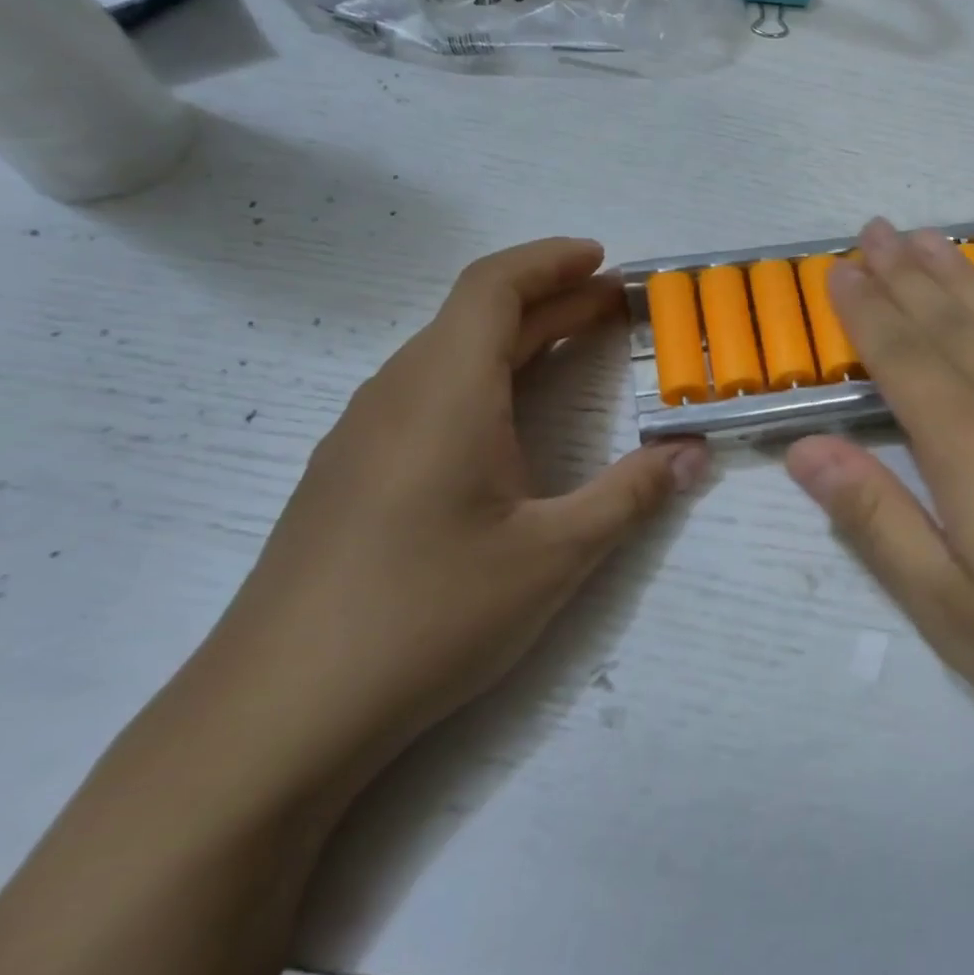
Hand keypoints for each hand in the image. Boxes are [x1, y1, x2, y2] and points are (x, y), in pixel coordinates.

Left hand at [190, 239, 706, 794]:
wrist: (279, 713)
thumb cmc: (428, 615)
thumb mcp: (554, 556)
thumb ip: (632, 495)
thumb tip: (694, 454)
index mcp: (445, 393)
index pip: (494, 287)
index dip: (551, 260)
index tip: (606, 261)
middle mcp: (397, 396)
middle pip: (476, 317)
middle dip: (552, 301)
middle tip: (618, 310)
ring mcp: (363, 436)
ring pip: (448, 357)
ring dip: (517, 340)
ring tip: (575, 350)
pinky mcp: (350, 476)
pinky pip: (426, 396)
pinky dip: (484, 379)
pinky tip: (507, 423)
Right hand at [785, 214, 973, 783]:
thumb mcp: (948, 609)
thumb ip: (874, 518)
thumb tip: (804, 450)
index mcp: (968, 445)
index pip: (899, 358)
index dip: (864, 312)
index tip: (837, 272)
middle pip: (948, 323)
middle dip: (903, 275)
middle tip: (872, 231)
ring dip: (963, 272)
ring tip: (929, 236)